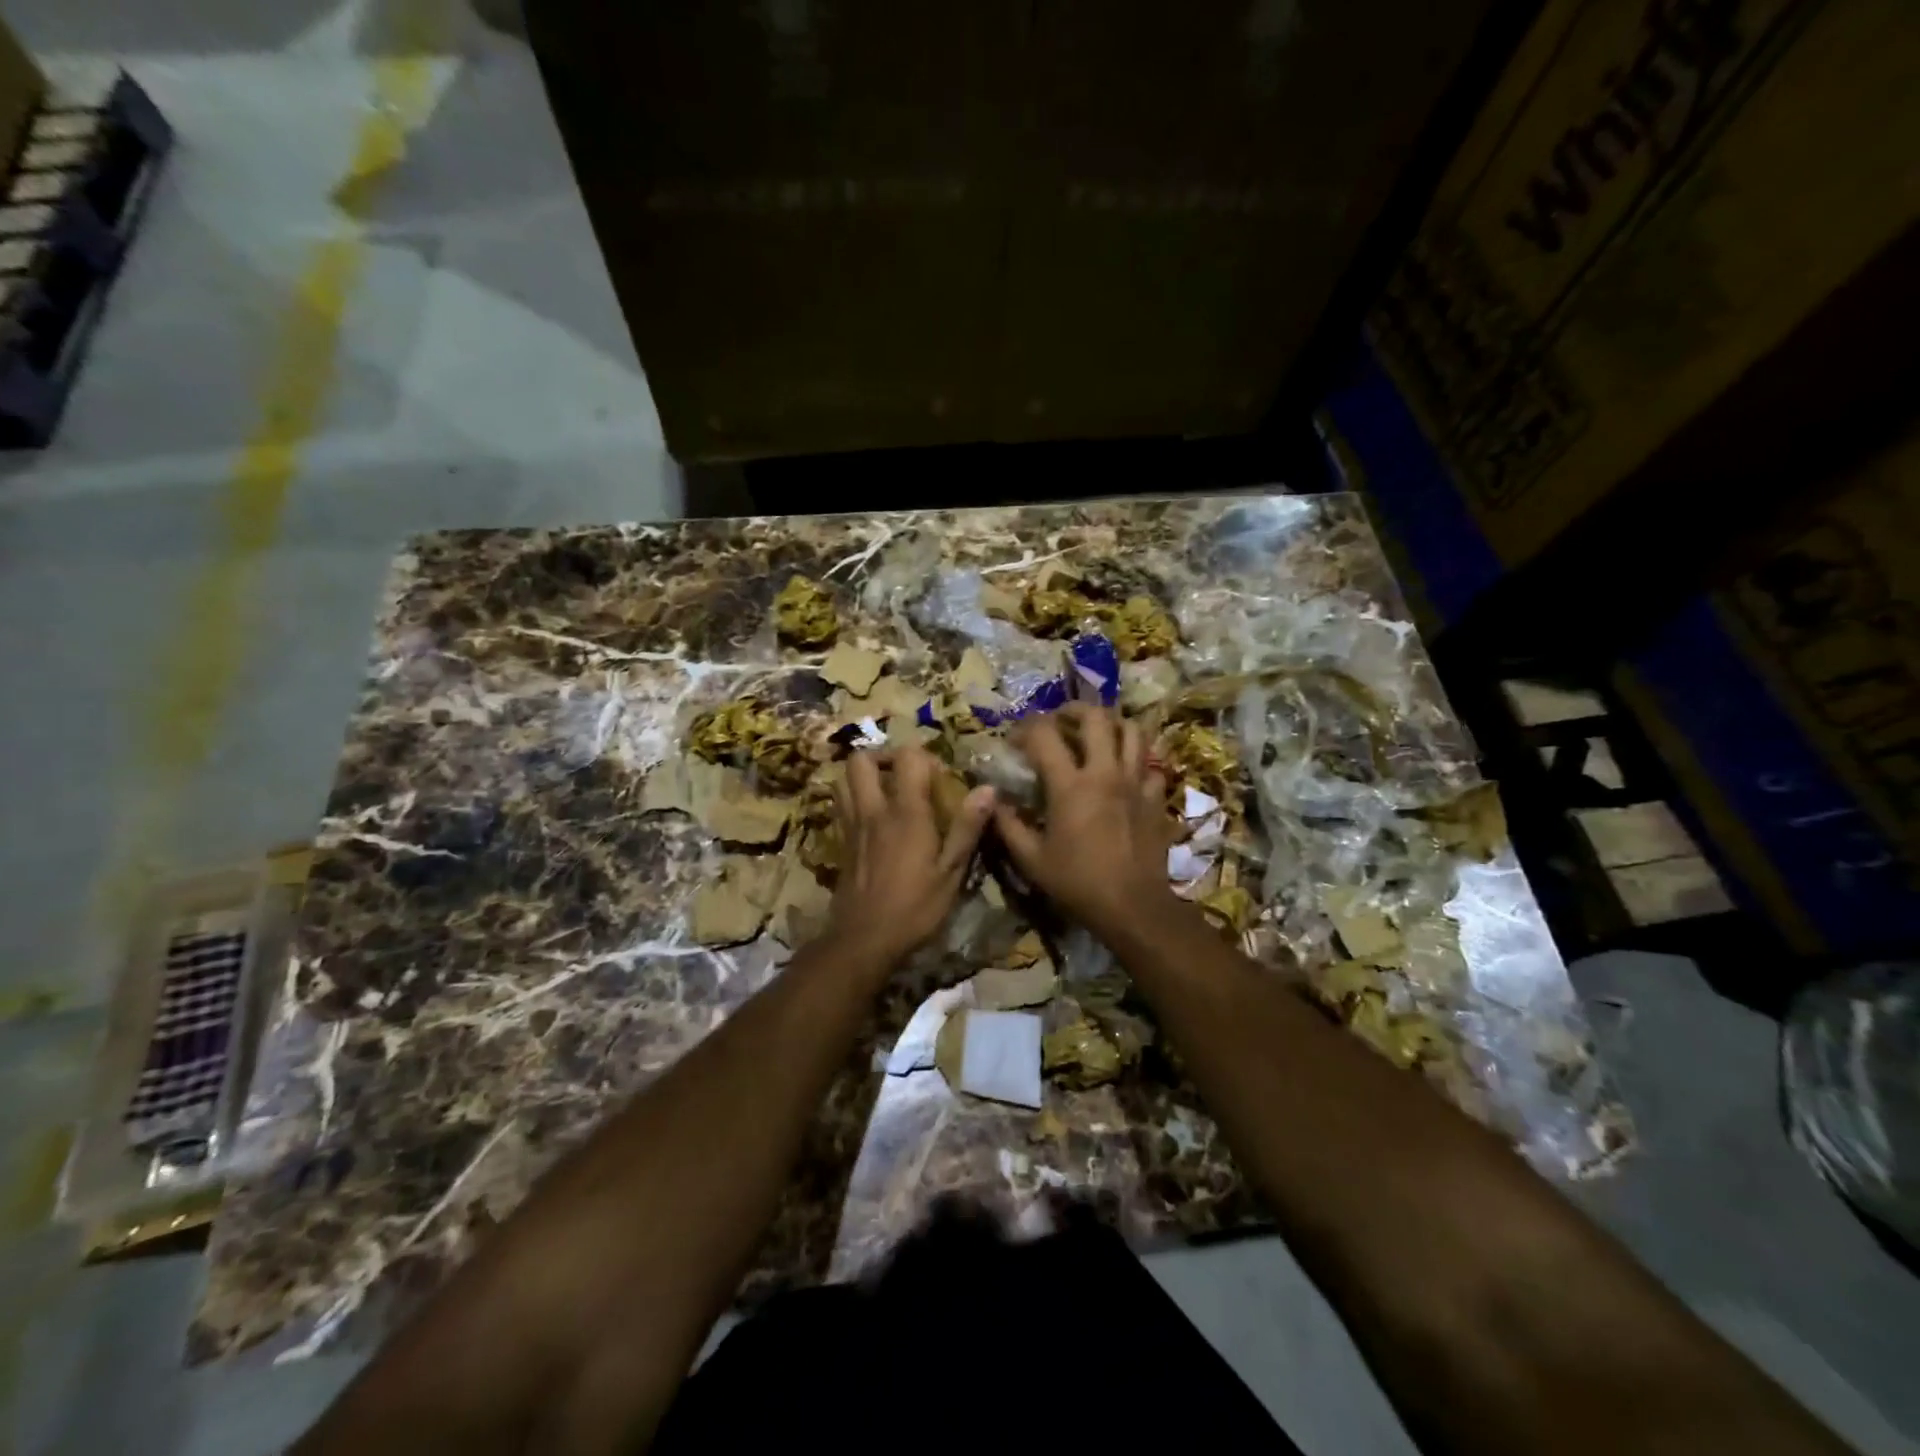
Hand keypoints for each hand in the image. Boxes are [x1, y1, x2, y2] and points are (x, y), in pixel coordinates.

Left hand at [828, 746, 994, 968]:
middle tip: (905, 774)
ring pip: (843, 780)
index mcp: (905, 812)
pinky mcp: (841, 842)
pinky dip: (855, 799)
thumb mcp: (951, 872)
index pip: (907, 757)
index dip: (924, 757)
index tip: (940, 777)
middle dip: (883, 757)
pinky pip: (841, 805)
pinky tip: (875, 819)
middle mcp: (873, 810)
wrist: (863, 940)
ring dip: (864, 776)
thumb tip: (988, 788)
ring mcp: (852, 826)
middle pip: (860, 760)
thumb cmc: (914, 908)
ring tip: (888, 790)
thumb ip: (967, 827)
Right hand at [992, 705, 1180, 938]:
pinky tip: (1125, 769)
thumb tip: (993, 800)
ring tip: (1097, 733)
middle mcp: (1105, 773)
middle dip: (1074, 710)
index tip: (1015, 739)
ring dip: (1111, 725)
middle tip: (1061, 720)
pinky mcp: (1156, 798)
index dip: (1026, 728)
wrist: (1133, 906)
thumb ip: (1008, 825)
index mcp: (1070, 785)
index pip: (1045, 734)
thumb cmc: (1077, 883)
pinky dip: (1137, 759)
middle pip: (1096, 717)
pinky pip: (1151, 764)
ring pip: (1132, 731)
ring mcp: (1136, 782)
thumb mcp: (1031, 859)